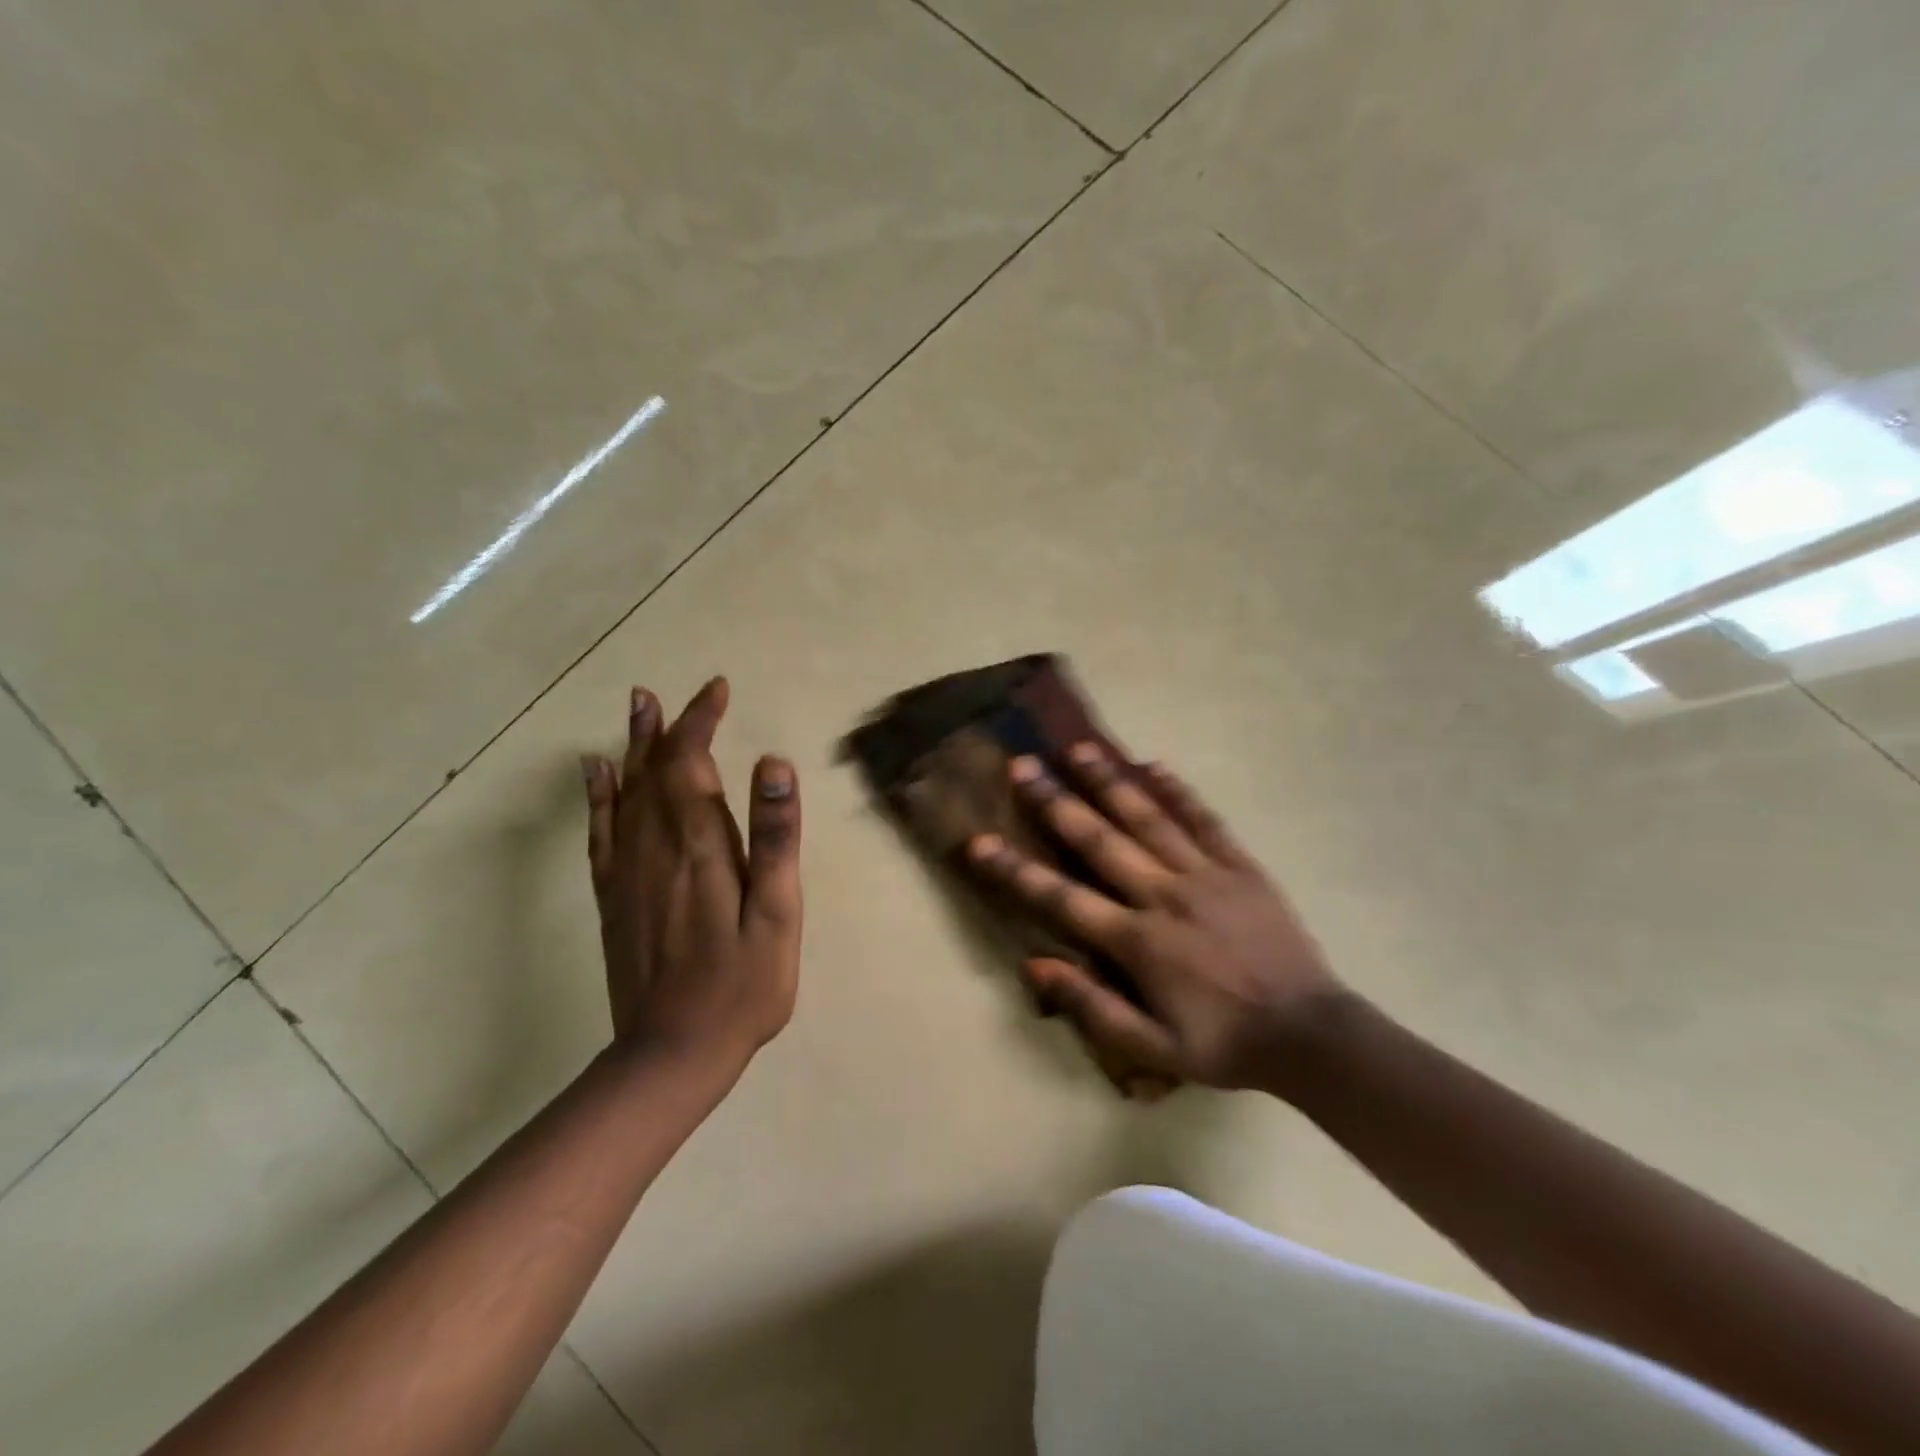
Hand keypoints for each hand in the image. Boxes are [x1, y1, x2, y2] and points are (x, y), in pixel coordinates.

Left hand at [582, 677, 802, 1080]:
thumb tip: (773, 764)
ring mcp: (628, 873)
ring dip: (632, 749)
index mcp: (701, 848)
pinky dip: (598, 797)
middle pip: (654, 771)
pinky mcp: (613, 898)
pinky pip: (601, 833)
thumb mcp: (777, 915)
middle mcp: (656, 849)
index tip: (717, 692)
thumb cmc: (743, 985)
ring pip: (625, 794)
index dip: (701, 722)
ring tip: (635, 711)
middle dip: (664, 728)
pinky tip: (595, 774)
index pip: (691, 765)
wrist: (673, 1053)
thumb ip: (775, 838)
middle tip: (661, 693)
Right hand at [967, 745, 1347, 1094]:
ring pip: (1148, 817)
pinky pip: (1205, 820)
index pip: (1062, 898)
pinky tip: (1154, 764)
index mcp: (1139, 941)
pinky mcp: (1240, 867)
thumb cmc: (1224, 1045)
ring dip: (1109, 781)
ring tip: (1078, 748)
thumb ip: (1092, 1005)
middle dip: (1056, 801)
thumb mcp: (1152, 1050)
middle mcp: (1164, 895)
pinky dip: (1179, 791)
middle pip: (1100, 840)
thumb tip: (1035, 963)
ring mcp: (1205, 875)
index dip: (1016, 870)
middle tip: (1022, 765)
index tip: (978, 841)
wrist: (1310, 1035)